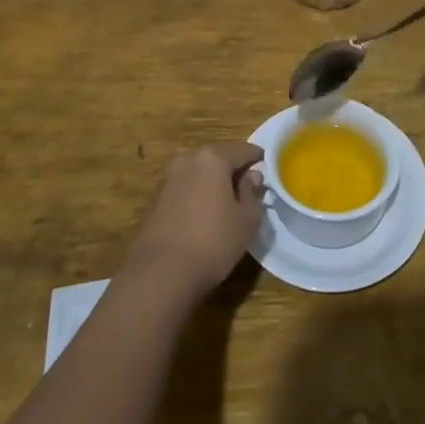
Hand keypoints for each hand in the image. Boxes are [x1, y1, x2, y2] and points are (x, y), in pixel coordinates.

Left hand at [124, 141, 263, 302]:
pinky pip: (185, 187)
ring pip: (199, 172)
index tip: (269, 169)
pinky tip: (204, 214)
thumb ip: (252, 193)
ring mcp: (168, 178)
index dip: (258, 159)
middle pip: (218, 156)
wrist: (160, 274)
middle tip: (249, 187)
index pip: (243, 149)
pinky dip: (197, 194)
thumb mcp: (247, 220)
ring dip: (214, 181)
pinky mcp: (155, 199)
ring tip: (227, 202)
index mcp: (213, 158)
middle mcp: (187, 159)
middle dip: (234, 168)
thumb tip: (251, 177)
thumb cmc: (213, 242)